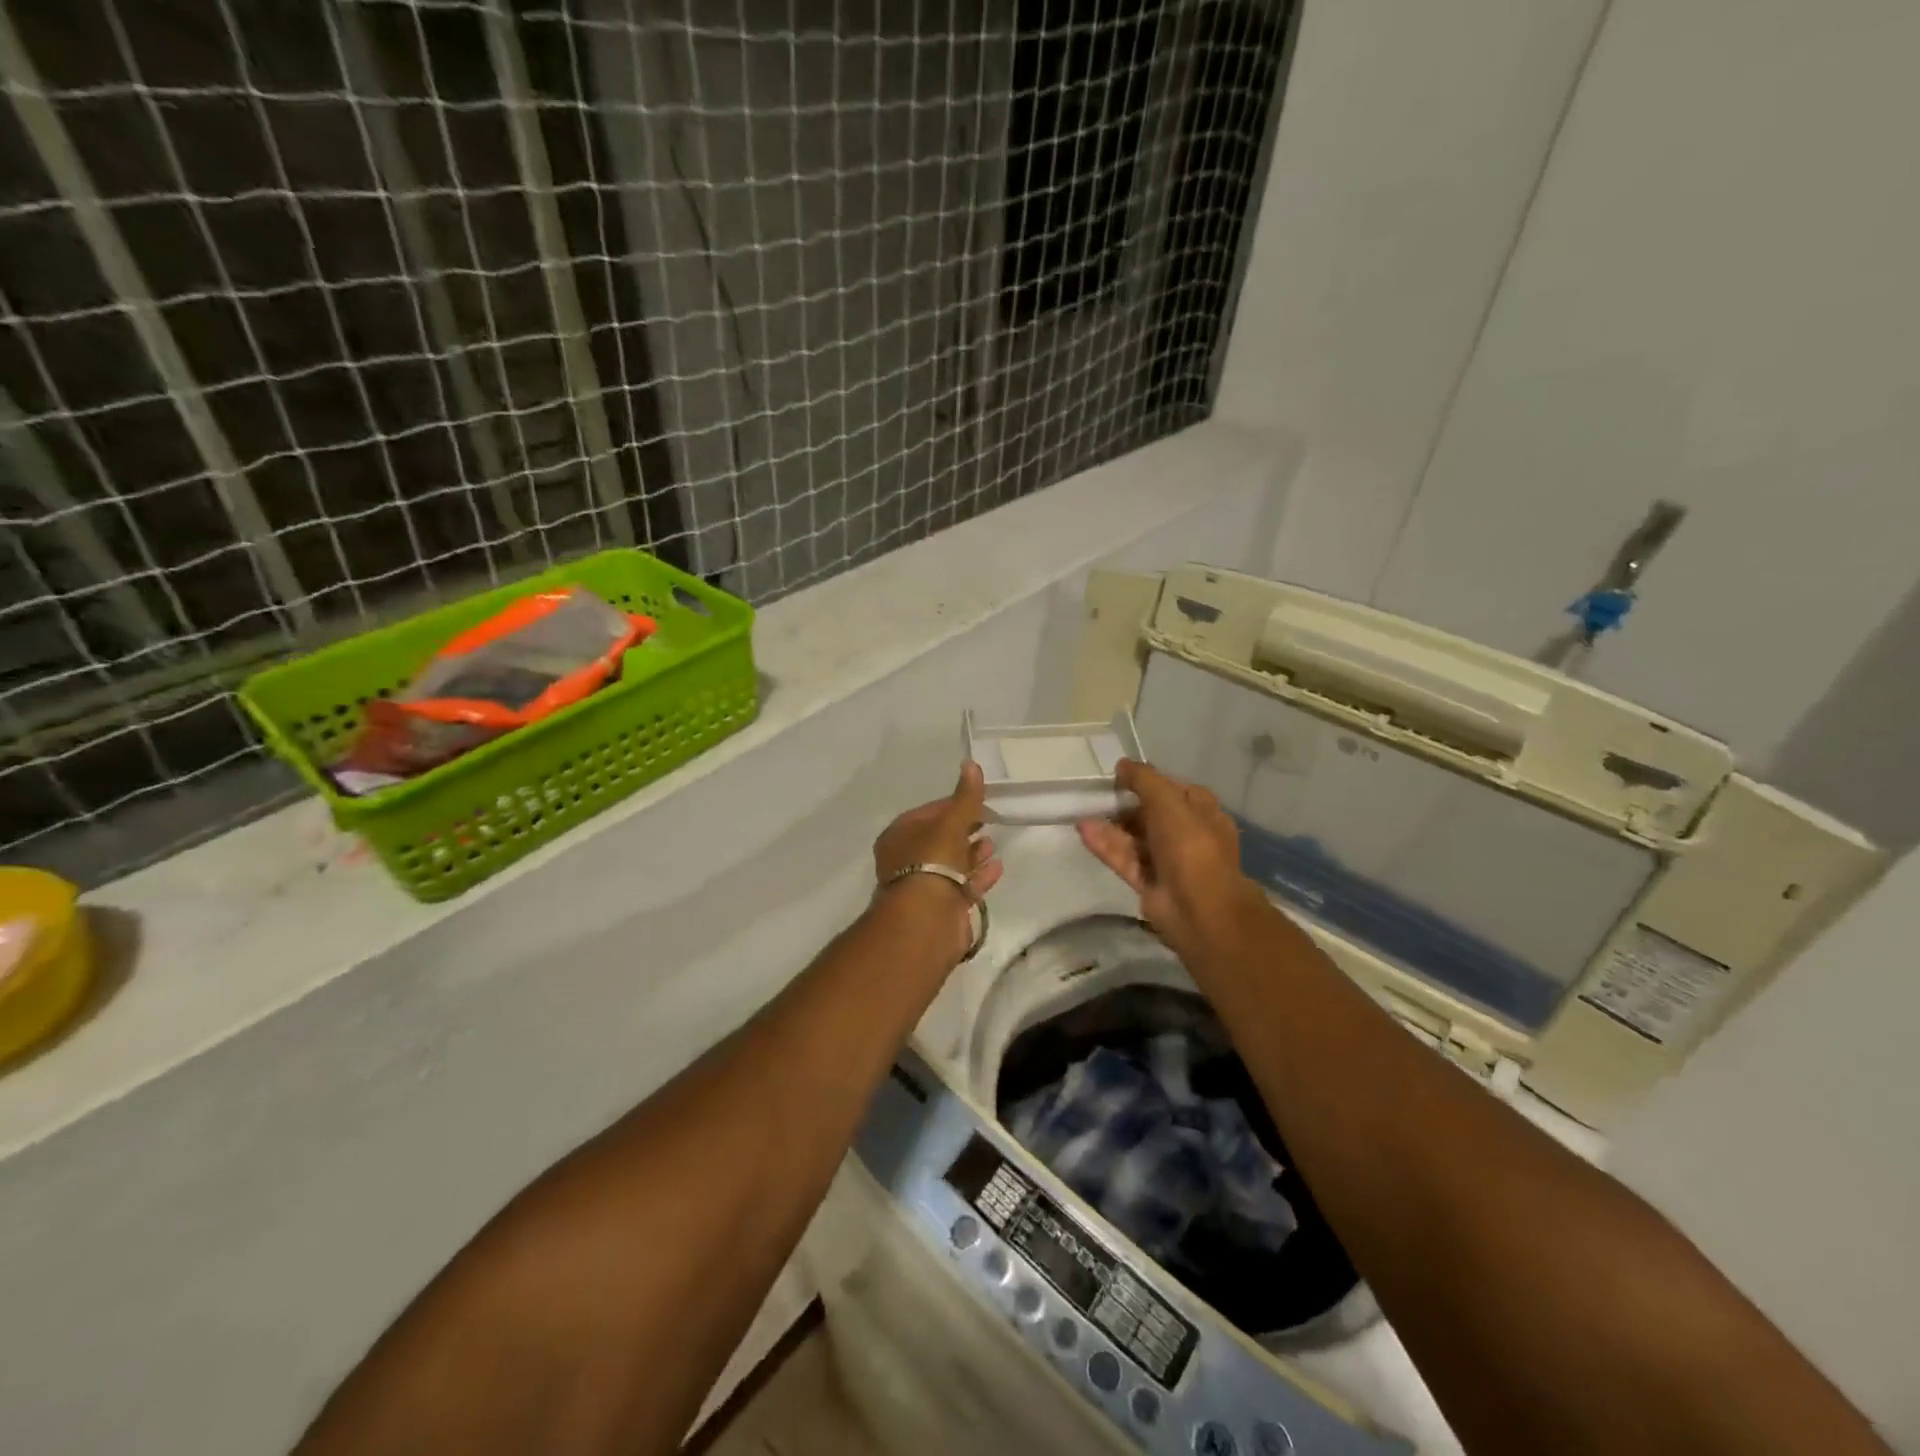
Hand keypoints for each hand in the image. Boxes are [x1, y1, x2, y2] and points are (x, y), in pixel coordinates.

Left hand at [873, 761, 1002, 960]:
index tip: (977, 801)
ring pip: (950, 864)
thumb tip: (971, 764)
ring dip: (971, 854)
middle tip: (986, 821)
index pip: (927, 813)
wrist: (927, 919)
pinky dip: (978, 876)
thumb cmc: (932, 861)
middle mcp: (906, 860)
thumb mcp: (951, 823)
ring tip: (991, 844)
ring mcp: (923, 886)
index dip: (952, 805)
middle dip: (963, 830)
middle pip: (938, 840)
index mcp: (899, 836)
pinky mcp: (941, 908)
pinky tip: (997, 867)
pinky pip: (962, 886)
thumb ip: (965, 797)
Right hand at [1077, 759, 1266, 961]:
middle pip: (1151, 814)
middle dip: (1125, 805)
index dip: (1148, 781)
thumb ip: (1143, 779)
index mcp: (1202, 812)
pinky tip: (1084, 830)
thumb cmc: (1190, 844)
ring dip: (1111, 825)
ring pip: (1135, 838)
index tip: (1120, 776)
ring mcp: (1168, 860)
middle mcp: (1187, 834)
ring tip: (1083, 812)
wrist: (1199, 906)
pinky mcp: (1149, 882)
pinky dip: (1106, 845)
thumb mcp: (1167, 800)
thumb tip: (1122, 765)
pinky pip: (1125, 858)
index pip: (1173, 789)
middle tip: (1098, 796)